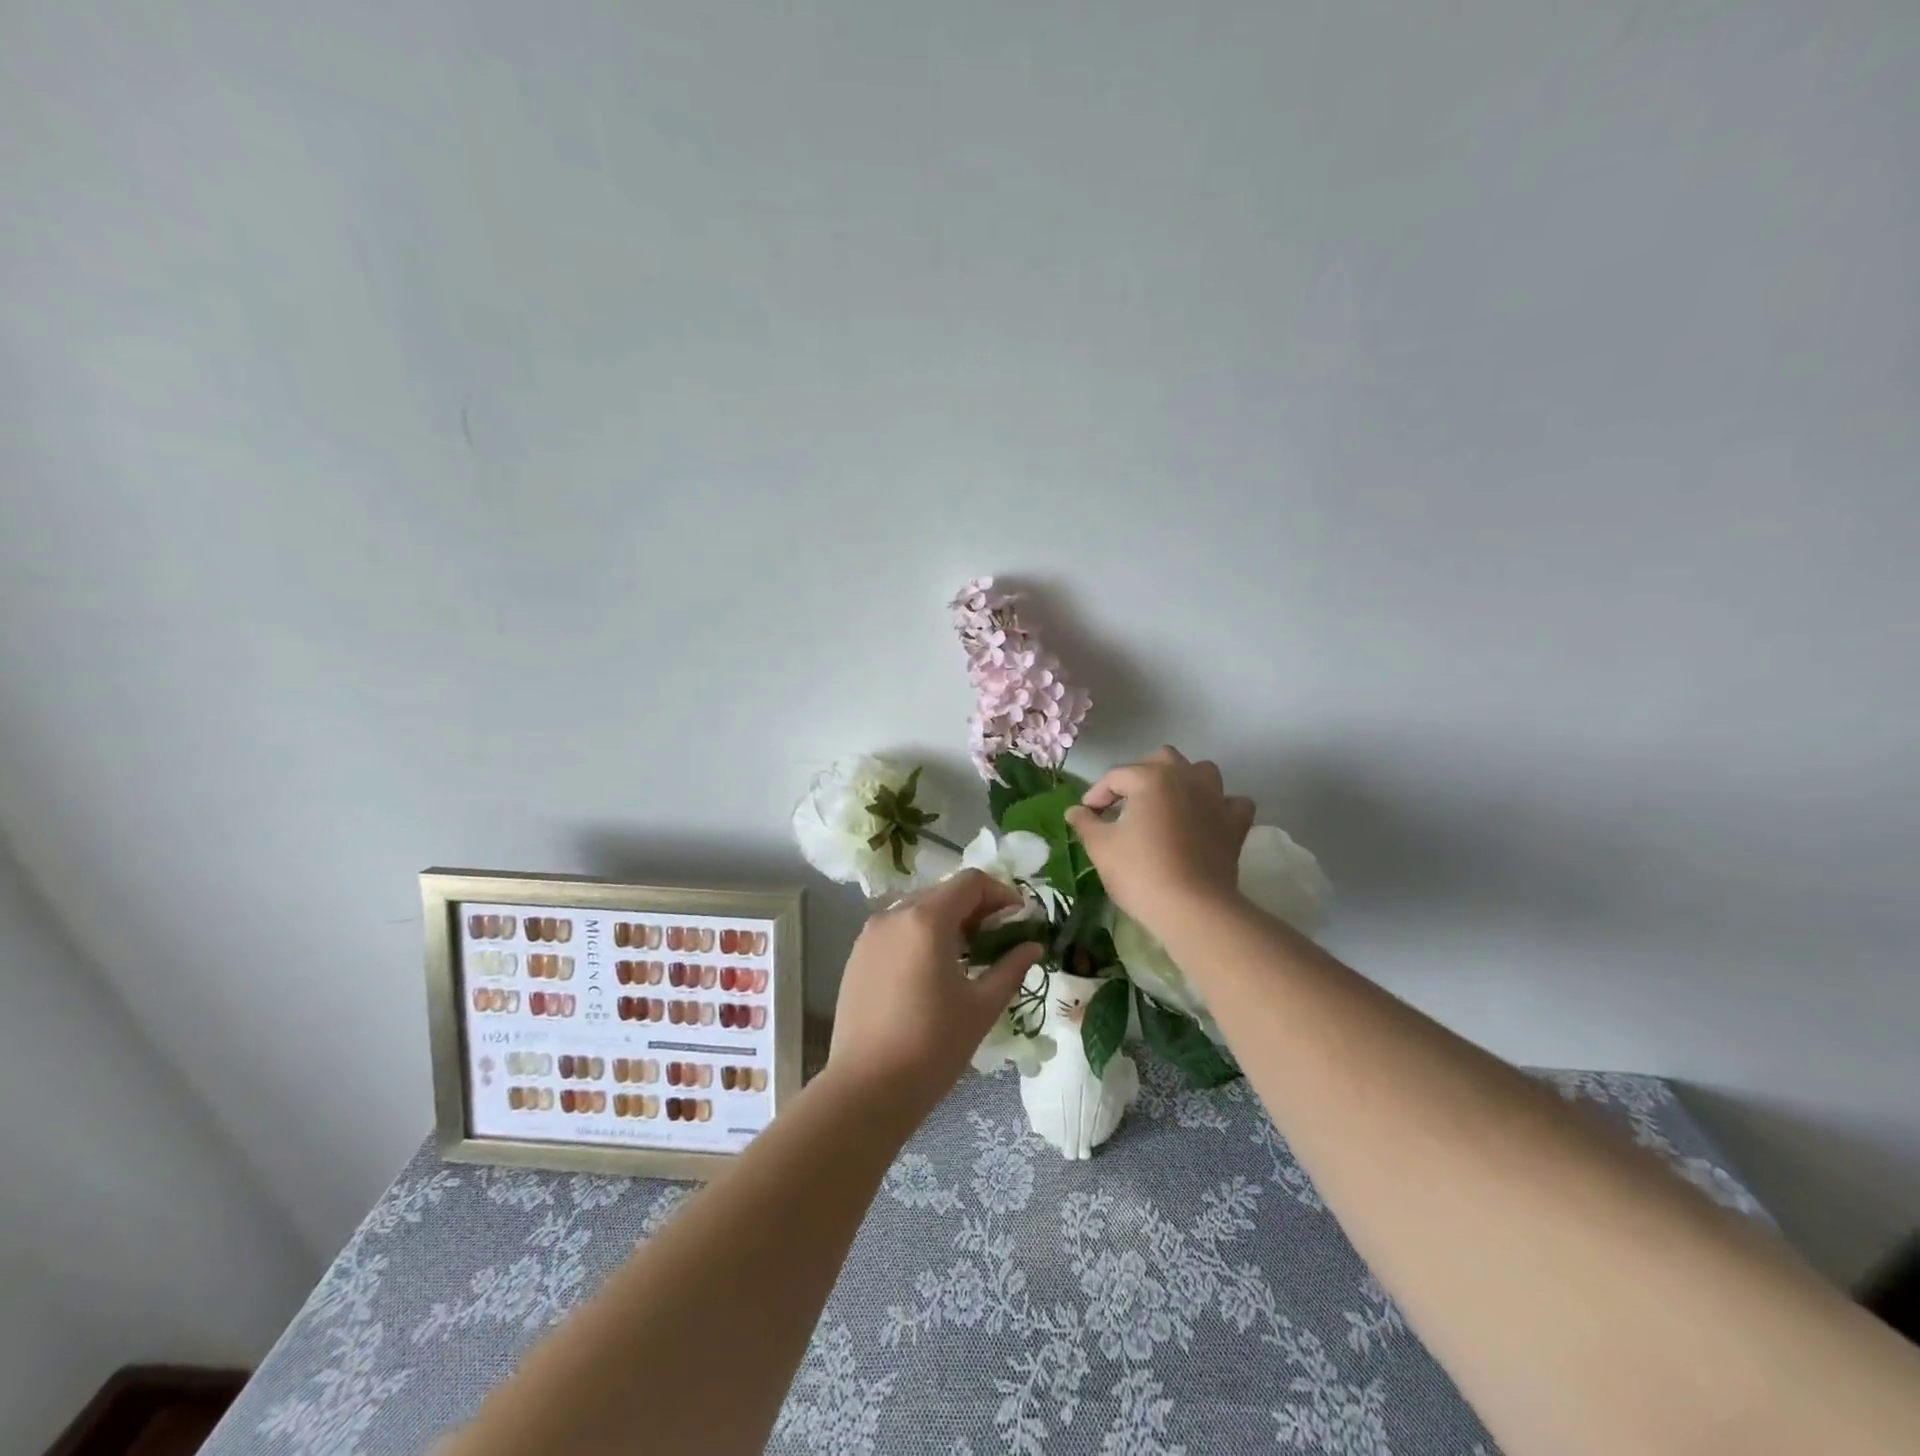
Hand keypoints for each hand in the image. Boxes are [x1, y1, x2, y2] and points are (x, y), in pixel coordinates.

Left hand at [826, 871, 1044, 1122]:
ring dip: (948, 921)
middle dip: (976, 908)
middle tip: (1000, 939)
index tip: (1019, 920)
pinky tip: (933, 971)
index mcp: (926, 919)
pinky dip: (921, 936)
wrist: (866, 1089)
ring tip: (969, 956)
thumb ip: (1011, 968)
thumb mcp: (982, 1006)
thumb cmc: (932, 1046)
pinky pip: (897, 930)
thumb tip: (1033, 946)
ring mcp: (870, 935)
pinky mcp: (856, 956)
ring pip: (918, 910)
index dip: (1001, 893)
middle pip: (943, 893)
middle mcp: (894, 915)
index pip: (970, 882)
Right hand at [1065, 747, 1254, 933]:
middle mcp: (1186, 778)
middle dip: (1141, 775)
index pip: (1116, 776)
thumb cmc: (1140, 872)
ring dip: (1183, 781)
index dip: (1097, 794)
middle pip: (1161, 760)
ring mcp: (1215, 799)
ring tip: (1167, 803)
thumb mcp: (1101, 847)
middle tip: (1125, 803)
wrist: (1192, 908)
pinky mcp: (1235, 824)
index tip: (1087, 816)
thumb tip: (1075, 811)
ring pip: (1201, 772)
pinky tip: (1206, 820)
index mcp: (1150, 778)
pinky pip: (1232, 803)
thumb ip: (1085, 823)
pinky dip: (1220, 806)